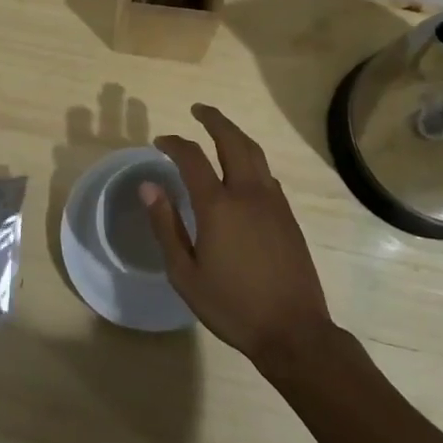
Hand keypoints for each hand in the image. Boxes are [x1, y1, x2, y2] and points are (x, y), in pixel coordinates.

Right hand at [143, 104, 334, 370]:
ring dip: (235, 135)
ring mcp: (273, 203)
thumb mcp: (185, 273)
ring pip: (255, 153)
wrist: (294, 331)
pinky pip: (267, 174)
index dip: (174, 143)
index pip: (192, 158)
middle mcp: (248, 193)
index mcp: (218, 206)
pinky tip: (243, 172)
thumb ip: (165, 226)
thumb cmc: (232, 306)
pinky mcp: (288, 216)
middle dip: (214, 120)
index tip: (160, 141)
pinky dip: (251, 160)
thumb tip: (149, 187)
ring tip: (220, 130)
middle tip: (198, 110)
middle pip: (232, 141)